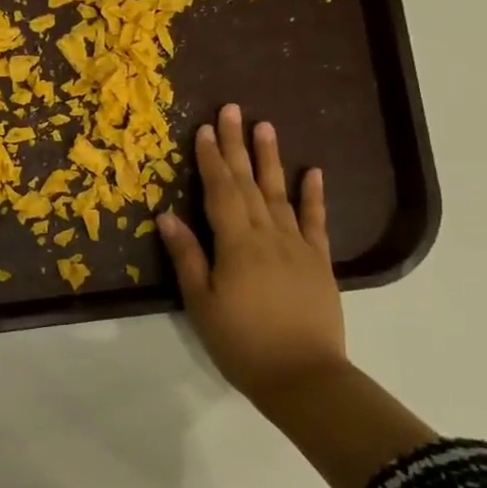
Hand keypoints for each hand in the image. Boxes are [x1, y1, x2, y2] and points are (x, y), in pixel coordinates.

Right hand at [156, 106, 346, 401]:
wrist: (303, 377)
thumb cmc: (241, 342)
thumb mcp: (201, 302)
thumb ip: (187, 256)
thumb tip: (167, 216)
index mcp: (236, 243)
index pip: (220, 191)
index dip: (210, 159)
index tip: (204, 128)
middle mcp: (268, 235)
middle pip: (249, 183)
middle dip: (237, 146)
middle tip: (233, 110)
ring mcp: (297, 246)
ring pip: (281, 194)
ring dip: (271, 159)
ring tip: (265, 127)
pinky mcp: (319, 263)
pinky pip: (315, 222)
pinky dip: (313, 196)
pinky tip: (312, 172)